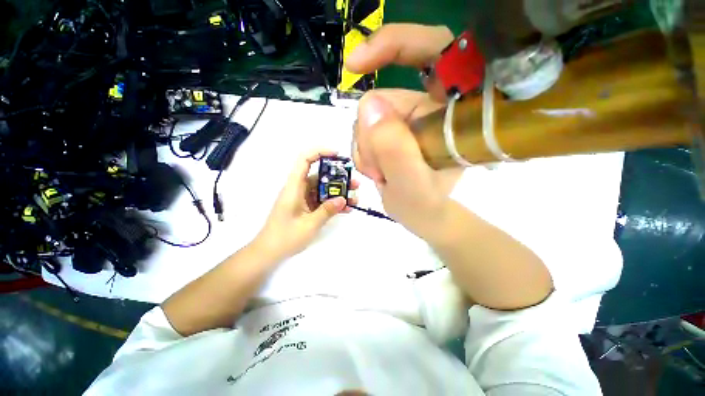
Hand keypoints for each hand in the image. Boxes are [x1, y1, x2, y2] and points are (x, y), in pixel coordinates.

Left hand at [254, 150, 359, 260]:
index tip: (338, 156)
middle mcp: (299, 189)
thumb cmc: (285, 237)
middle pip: (320, 176)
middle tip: (355, 184)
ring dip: (339, 192)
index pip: (305, 160)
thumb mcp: (309, 224)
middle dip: (339, 178)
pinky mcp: (307, 208)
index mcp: (294, 187)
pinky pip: (322, 201)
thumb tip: (343, 199)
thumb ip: (326, 211)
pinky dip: (333, 203)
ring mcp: (304, 199)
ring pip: (324, 189)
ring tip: (355, 198)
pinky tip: (347, 208)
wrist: (269, 253)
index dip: (320, 153)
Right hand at [345, 24, 461, 236]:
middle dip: (371, 135)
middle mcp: (430, 107)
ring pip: (368, 116)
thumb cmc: (425, 205)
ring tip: (380, 174)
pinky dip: (363, 151)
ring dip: (366, 148)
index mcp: (451, 111)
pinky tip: (375, 169)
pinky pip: (364, 129)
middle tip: (377, 168)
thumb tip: (369, 107)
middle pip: (383, 97)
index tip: (358, 63)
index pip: (433, 50)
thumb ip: (396, 150)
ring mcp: (408, 118)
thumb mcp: (412, 185)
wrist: (421, 215)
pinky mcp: (393, 129)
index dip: (396, 44)